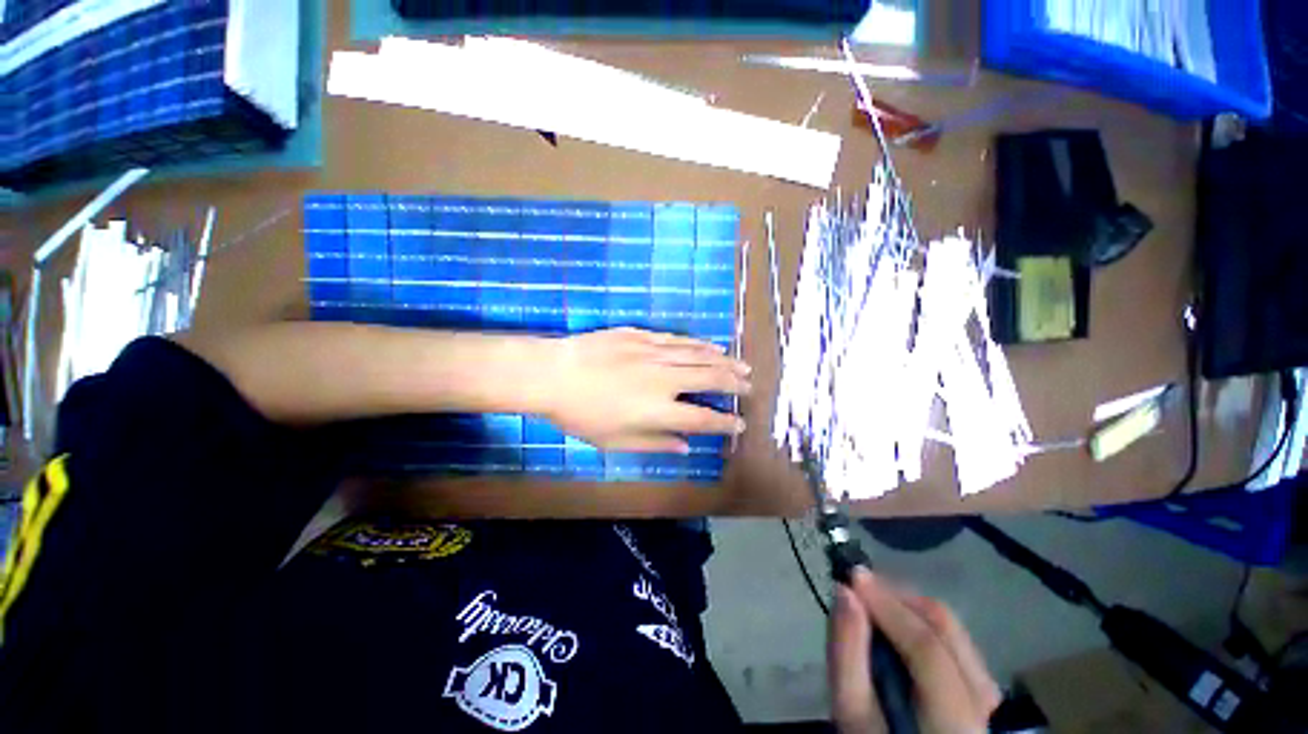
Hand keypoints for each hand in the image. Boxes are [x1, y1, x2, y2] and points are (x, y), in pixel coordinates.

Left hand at [536, 328, 750, 451]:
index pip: (702, 419)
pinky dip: (700, 344)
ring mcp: (655, 354)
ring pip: (700, 356)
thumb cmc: (581, 414)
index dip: (724, 423)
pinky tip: (712, 346)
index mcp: (658, 410)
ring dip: (725, 362)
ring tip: (743, 366)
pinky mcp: (643, 336)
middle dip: (735, 385)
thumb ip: (654, 442)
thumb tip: (685, 446)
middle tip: (751, 387)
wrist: (553, 373)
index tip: (739, 424)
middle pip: (710, 380)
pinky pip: (679, 340)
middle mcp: (664, 380)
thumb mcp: (615, 441)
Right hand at [829, 569, 999, 733]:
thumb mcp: (853, 716)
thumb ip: (847, 655)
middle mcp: (985, 702)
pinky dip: (921, 623)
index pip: (927, 648)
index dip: (888, 605)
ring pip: (952, 630)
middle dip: (898, 598)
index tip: (851, 575)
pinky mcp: (982, 689)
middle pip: (946, 628)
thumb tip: (844, 592)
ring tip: (873, 602)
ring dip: (909, 607)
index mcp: (955, 720)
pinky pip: (954, 641)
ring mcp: (989, 695)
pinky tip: (896, 625)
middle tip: (859, 585)